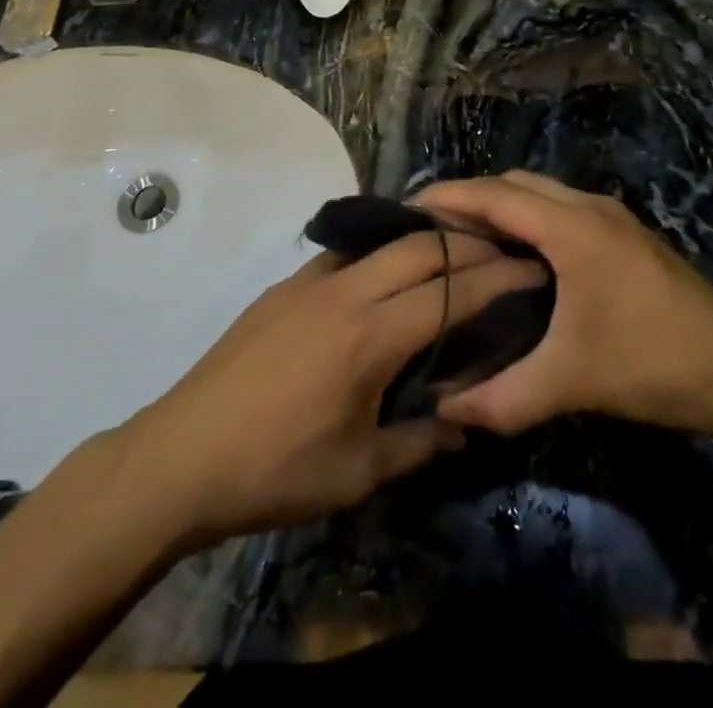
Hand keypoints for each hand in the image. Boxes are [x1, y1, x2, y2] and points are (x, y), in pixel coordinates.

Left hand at [122, 230, 546, 544]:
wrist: (182, 454)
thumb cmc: (276, 471)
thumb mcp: (357, 472)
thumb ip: (419, 443)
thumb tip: (463, 423)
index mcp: (370, 336)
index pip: (449, 291)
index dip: (496, 278)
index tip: (530, 268)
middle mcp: (344, 292)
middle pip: (420, 247)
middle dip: (467, 245)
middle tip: (502, 253)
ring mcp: (309, 282)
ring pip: (380, 243)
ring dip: (422, 241)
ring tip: (452, 255)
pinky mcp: (284, 287)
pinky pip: (345, 257)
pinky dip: (379, 255)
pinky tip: (383, 280)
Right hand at [412, 172, 712, 436]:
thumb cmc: (651, 363)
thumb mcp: (571, 382)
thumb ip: (503, 397)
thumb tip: (444, 409)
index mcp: (572, 228)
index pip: (495, 196)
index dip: (449, 195)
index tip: (408, 205)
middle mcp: (590, 207)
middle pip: (515, 183)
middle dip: (471, 196)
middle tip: (432, 226)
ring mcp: (613, 216)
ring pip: (542, 192)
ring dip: (503, 203)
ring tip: (467, 236)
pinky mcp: (627, 232)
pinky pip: (562, 206)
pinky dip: (530, 214)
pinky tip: (519, 252)